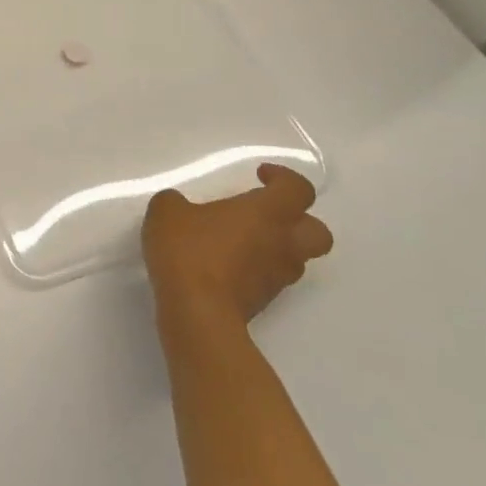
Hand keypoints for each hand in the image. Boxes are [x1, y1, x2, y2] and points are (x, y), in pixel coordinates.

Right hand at [142, 164, 332, 333]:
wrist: (197, 311)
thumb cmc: (189, 250)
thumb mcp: (167, 211)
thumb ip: (176, 201)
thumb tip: (180, 206)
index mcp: (268, 213)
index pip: (298, 189)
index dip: (284, 177)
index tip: (259, 175)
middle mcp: (282, 243)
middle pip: (318, 231)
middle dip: (298, 219)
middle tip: (265, 214)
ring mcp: (277, 276)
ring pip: (296, 257)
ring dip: (276, 246)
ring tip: (240, 241)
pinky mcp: (265, 301)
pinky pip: (271, 277)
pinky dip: (257, 268)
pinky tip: (225, 265)